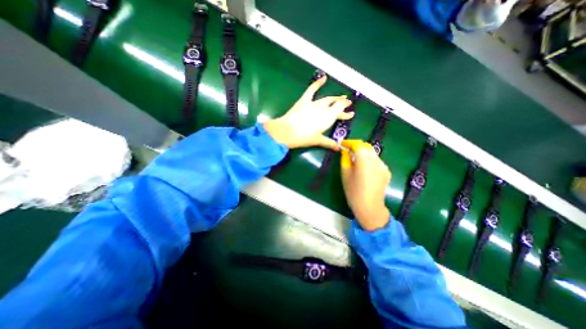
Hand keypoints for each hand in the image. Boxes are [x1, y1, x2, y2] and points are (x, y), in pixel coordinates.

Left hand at [265, 76, 353, 149]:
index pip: (339, 111)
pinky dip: (317, 83)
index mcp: (328, 118)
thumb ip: (329, 143)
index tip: (351, 113)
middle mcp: (323, 109)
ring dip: (334, 98)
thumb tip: (338, 148)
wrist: (287, 131)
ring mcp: (313, 104)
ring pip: (327, 99)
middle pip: (335, 105)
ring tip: (341, 97)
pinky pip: (311, 90)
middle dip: (342, 104)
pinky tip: (324, 77)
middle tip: (348, 103)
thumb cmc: (303, 138)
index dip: (346, 111)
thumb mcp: (317, 140)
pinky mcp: (304, 100)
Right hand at [342, 141, 390, 228]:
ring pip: (372, 153)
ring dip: (363, 152)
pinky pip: (376, 160)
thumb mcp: (345, 174)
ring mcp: (383, 166)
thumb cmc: (353, 191)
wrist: (369, 207)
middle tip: (347, 149)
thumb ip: (345, 159)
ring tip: (355, 158)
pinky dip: (369, 159)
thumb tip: (345, 150)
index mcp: (364, 160)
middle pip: (366, 146)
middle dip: (356, 145)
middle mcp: (376, 160)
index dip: (349, 142)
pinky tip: (364, 167)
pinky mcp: (386, 171)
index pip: (358, 144)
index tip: (342, 144)